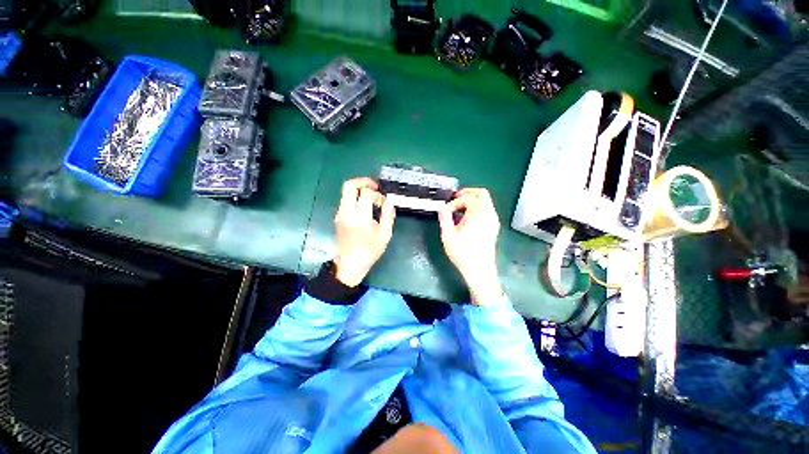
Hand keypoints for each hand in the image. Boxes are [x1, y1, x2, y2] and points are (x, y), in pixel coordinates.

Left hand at [334, 177, 395, 286]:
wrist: (349, 265)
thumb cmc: (369, 251)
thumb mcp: (385, 234)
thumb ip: (388, 215)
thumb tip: (389, 201)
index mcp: (360, 217)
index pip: (366, 193)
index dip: (378, 194)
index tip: (384, 202)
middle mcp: (346, 212)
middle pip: (349, 185)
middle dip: (363, 182)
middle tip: (375, 187)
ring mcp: (340, 214)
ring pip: (346, 192)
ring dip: (360, 191)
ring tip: (372, 200)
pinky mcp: (338, 217)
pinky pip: (346, 201)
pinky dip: (356, 199)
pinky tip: (365, 209)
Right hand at [438, 188, 504, 304]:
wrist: (480, 271)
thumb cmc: (462, 254)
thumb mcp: (448, 236)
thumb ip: (444, 217)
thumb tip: (442, 207)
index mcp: (478, 215)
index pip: (468, 198)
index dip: (455, 202)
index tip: (447, 211)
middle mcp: (489, 215)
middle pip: (482, 193)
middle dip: (467, 193)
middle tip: (455, 199)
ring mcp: (494, 221)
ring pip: (486, 201)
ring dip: (472, 200)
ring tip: (459, 209)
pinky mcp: (494, 227)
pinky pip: (487, 209)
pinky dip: (478, 207)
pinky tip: (467, 218)